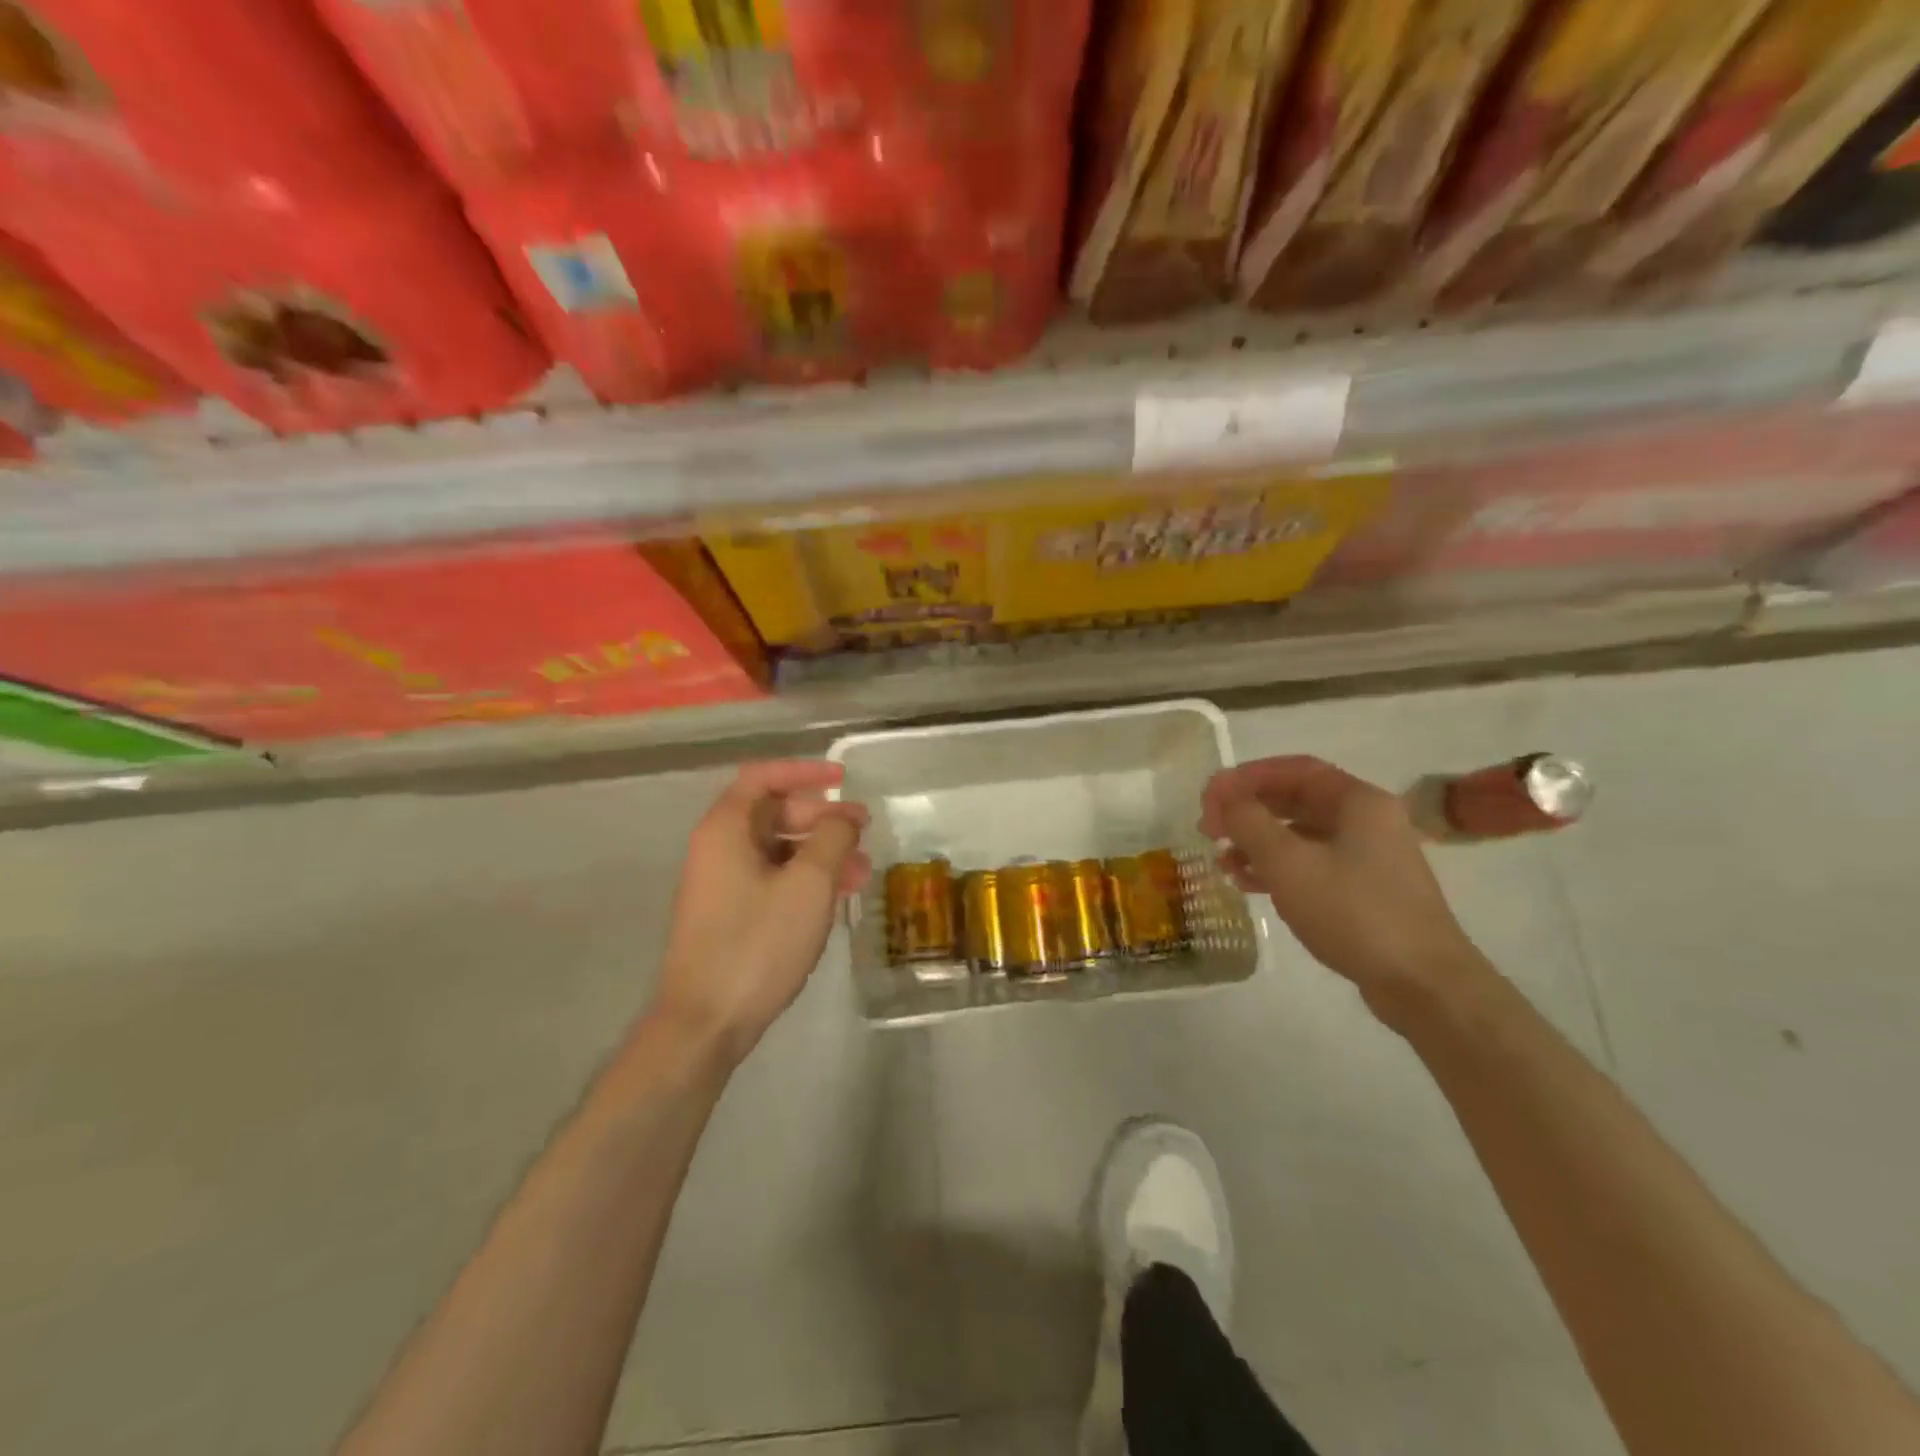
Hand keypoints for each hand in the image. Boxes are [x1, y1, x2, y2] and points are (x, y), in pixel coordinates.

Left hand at [653, 760, 870, 1065]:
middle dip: (822, 817)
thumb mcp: (808, 885)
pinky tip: (837, 896)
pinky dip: (805, 879)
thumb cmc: (757, 944)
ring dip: (820, 852)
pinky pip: (772, 879)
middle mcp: (717, 848)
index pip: (763, 777)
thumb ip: (832, 838)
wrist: (705, 1022)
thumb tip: (842, 818)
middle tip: (864, 829)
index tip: (843, 779)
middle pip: (773, 813)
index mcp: (726, 829)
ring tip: (863, 870)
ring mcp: (721, 884)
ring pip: (777, 850)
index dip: (805, 772)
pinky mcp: (729, 915)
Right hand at [1201, 756, 1487, 1024]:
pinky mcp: (1364, 892)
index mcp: (1358, 801)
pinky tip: (1247, 884)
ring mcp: (1368, 858)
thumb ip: (1249, 822)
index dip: (1246, 777)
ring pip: (1301, 835)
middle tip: (1209, 827)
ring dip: (1257, 842)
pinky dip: (1276, 868)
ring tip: (1221, 860)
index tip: (1209, 796)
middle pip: (1296, 800)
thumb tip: (1223, 797)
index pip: (1294, 769)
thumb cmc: (1354, 912)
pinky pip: (1311, 865)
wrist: (1423, 984)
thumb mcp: (1288, 862)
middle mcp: (1367, 821)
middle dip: (1248, 810)